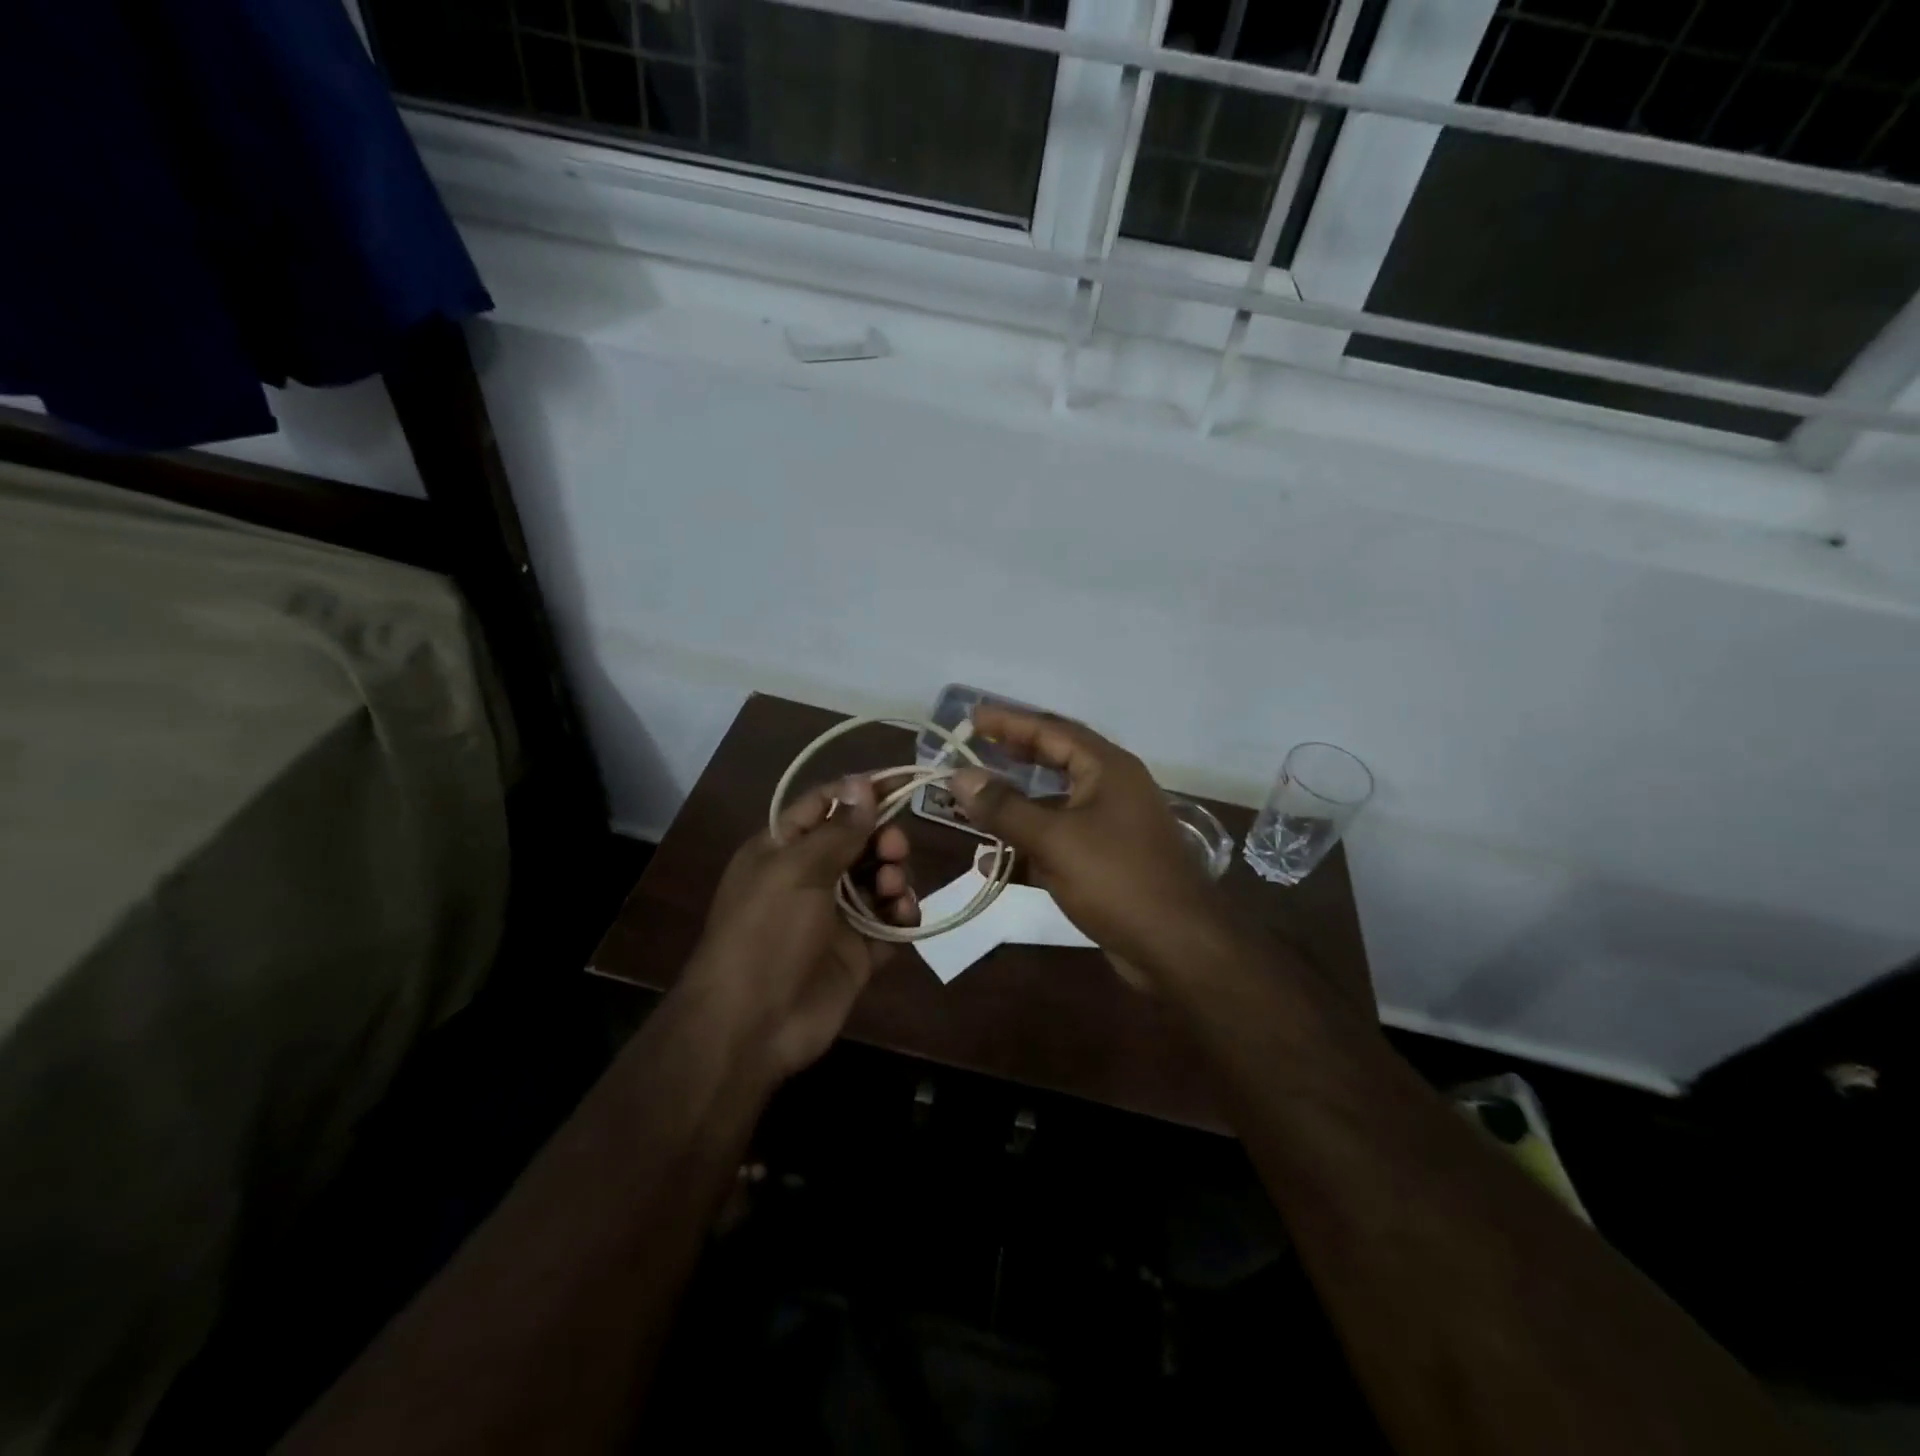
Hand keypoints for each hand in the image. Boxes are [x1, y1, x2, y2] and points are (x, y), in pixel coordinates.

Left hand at [680, 775, 918, 1082]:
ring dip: (893, 875)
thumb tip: (862, 781)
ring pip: (879, 877)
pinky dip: (901, 914)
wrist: (752, 1025)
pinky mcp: (859, 951)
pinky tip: (903, 916)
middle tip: (894, 849)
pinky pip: (890, 921)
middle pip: (860, 840)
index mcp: (783, 848)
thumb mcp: (797, 870)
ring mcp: (836, 915)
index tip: (904, 781)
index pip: (827, 805)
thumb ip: (838, 828)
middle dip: (883, 838)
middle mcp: (810, 876)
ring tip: (891, 890)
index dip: (862, 792)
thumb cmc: (766, 933)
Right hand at [950, 707, 1235, 983]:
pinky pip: (1057, 844)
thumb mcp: (1054, 840)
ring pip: (1053, 806)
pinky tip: (990, 863)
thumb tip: (960, 777)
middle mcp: (1111, 789)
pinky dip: (1026, 848)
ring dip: (1014, 808)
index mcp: (1107, 769)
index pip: (1051, 730)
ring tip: (971, 806)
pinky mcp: (1104, 863)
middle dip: (1012, 757)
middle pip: (1054, 761)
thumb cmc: (1118, 879)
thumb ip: (1004, 808)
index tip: (972, 717)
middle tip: (972, 750)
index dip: (1009, 721)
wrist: (1177, 947)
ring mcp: (1109, 827)